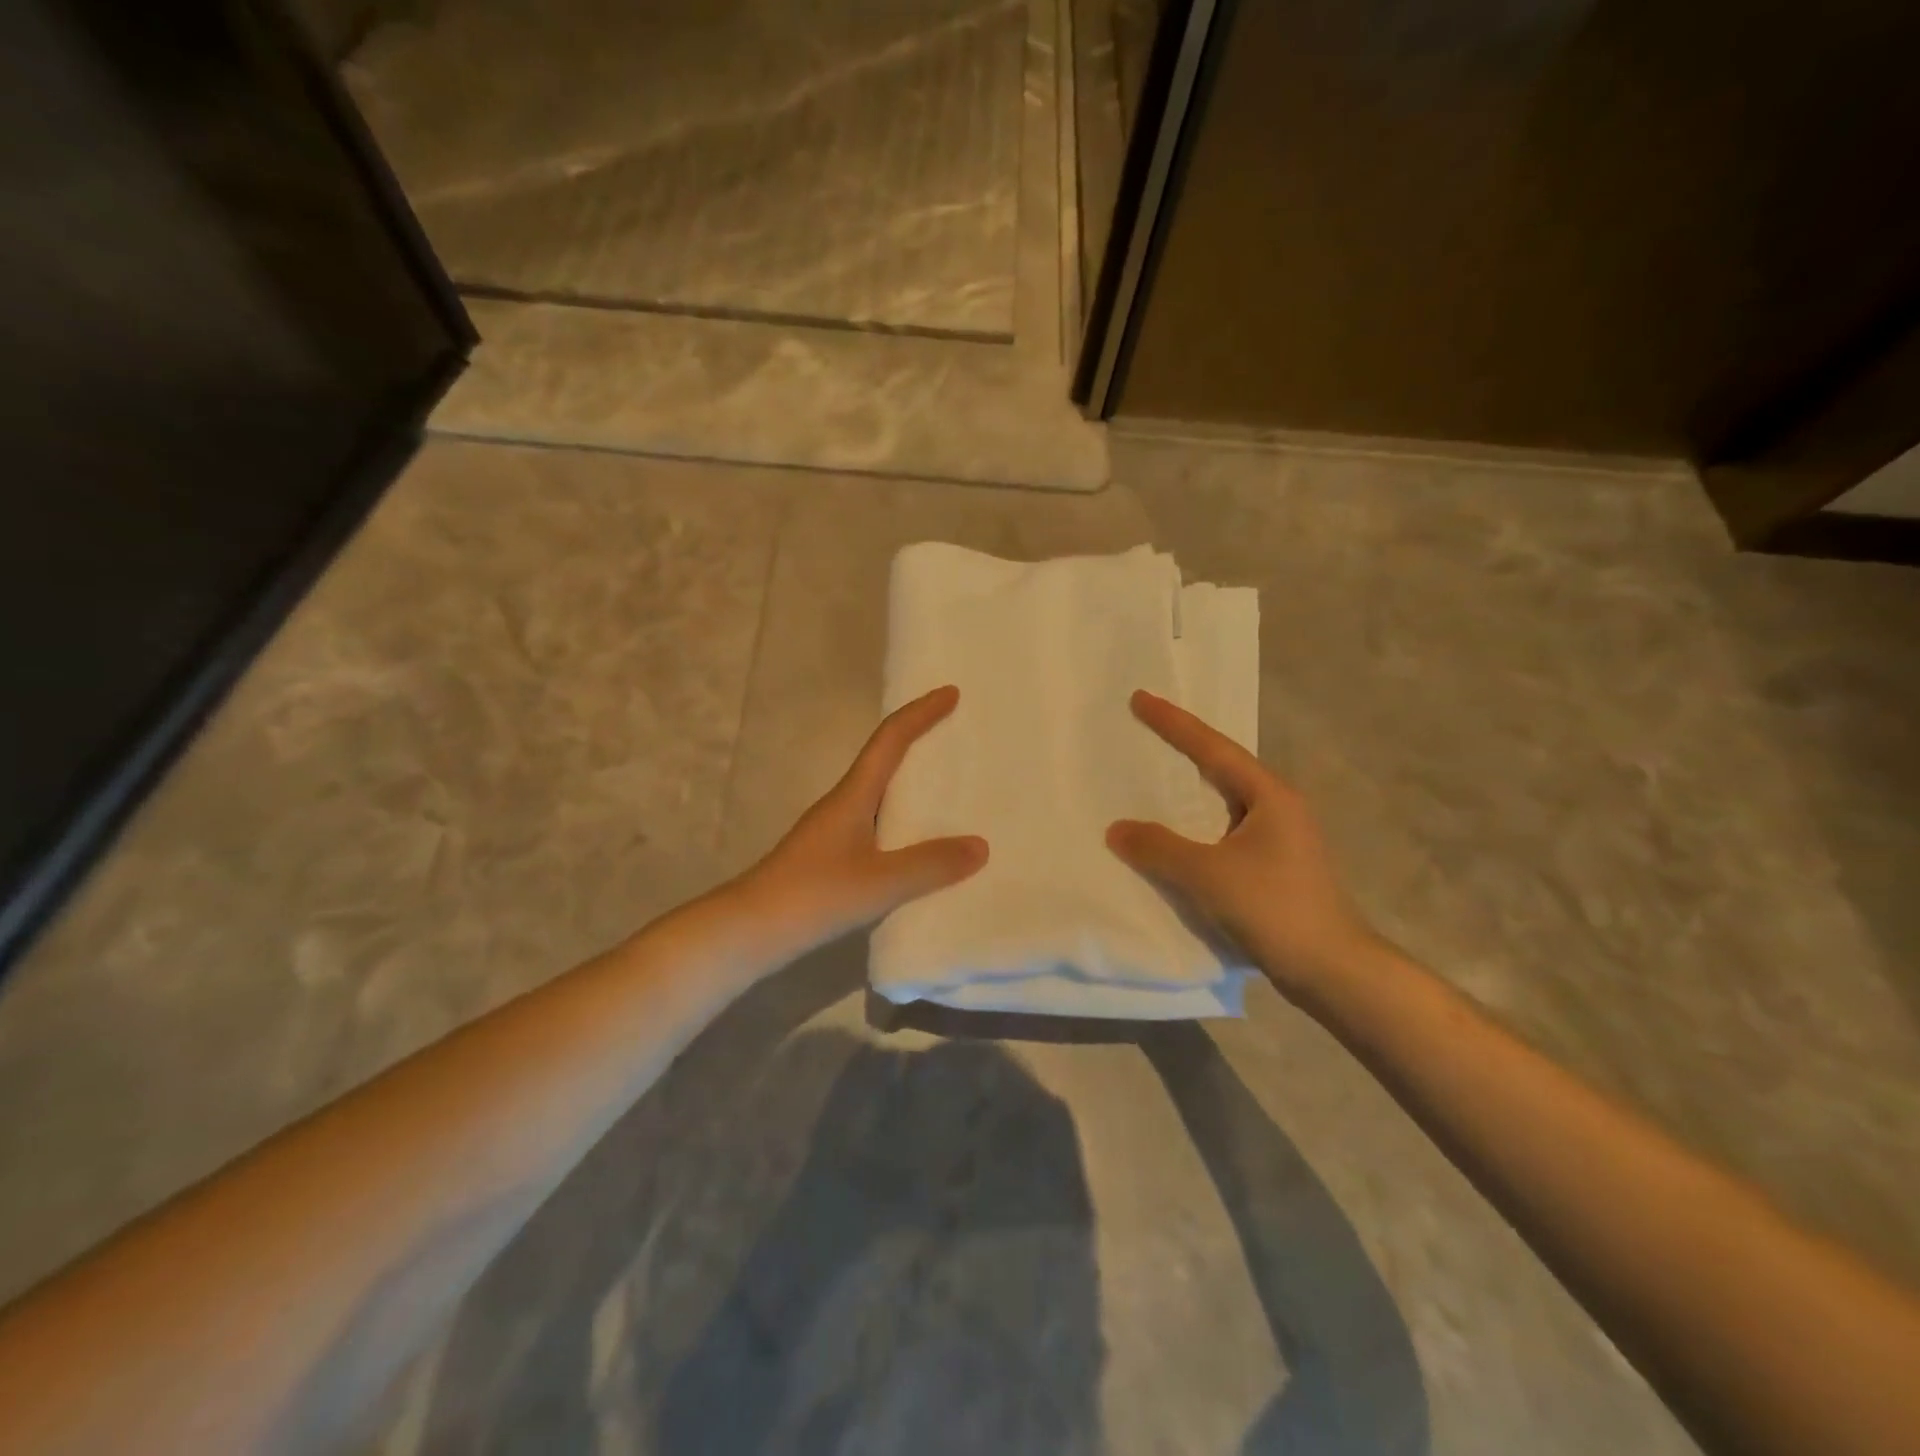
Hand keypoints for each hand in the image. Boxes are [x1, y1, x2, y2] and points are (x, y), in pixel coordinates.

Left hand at [738, 685, 987, 959]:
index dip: (920, 713)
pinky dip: (905, 825)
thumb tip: (981, 846)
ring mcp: (834, 833)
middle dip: (920, 743)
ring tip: (952, 792)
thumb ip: (930, 865)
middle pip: (885, 760)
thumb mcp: (879, 882)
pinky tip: (922, 849)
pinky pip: (878, 827)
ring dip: (913, 787)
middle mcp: (843, 805)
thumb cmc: (813, 895)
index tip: (951, 693)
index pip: (890, 739)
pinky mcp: (832, 860)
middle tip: (959, 738)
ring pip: (881, 796)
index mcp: (853, 795)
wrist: (749, 932)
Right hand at [1107, 690, 1379, 997]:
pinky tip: (1177, 837)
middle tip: (1145, 728)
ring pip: (1224, 802)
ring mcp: (1280, 839)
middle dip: (1183, 748)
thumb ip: (1158, 848)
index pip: (1213, 748)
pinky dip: (1197, 826)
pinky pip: (1225, 832)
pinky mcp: (1275, 868)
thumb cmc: (1275, 909)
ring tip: (1155, 777)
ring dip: (1191, 789)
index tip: (1140, 698)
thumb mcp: (1208, 875)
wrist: (1333, 971)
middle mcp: (1278, 808)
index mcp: (1269, 796)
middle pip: (1222, 767)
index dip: (1173, 723)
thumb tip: (1117, 829)